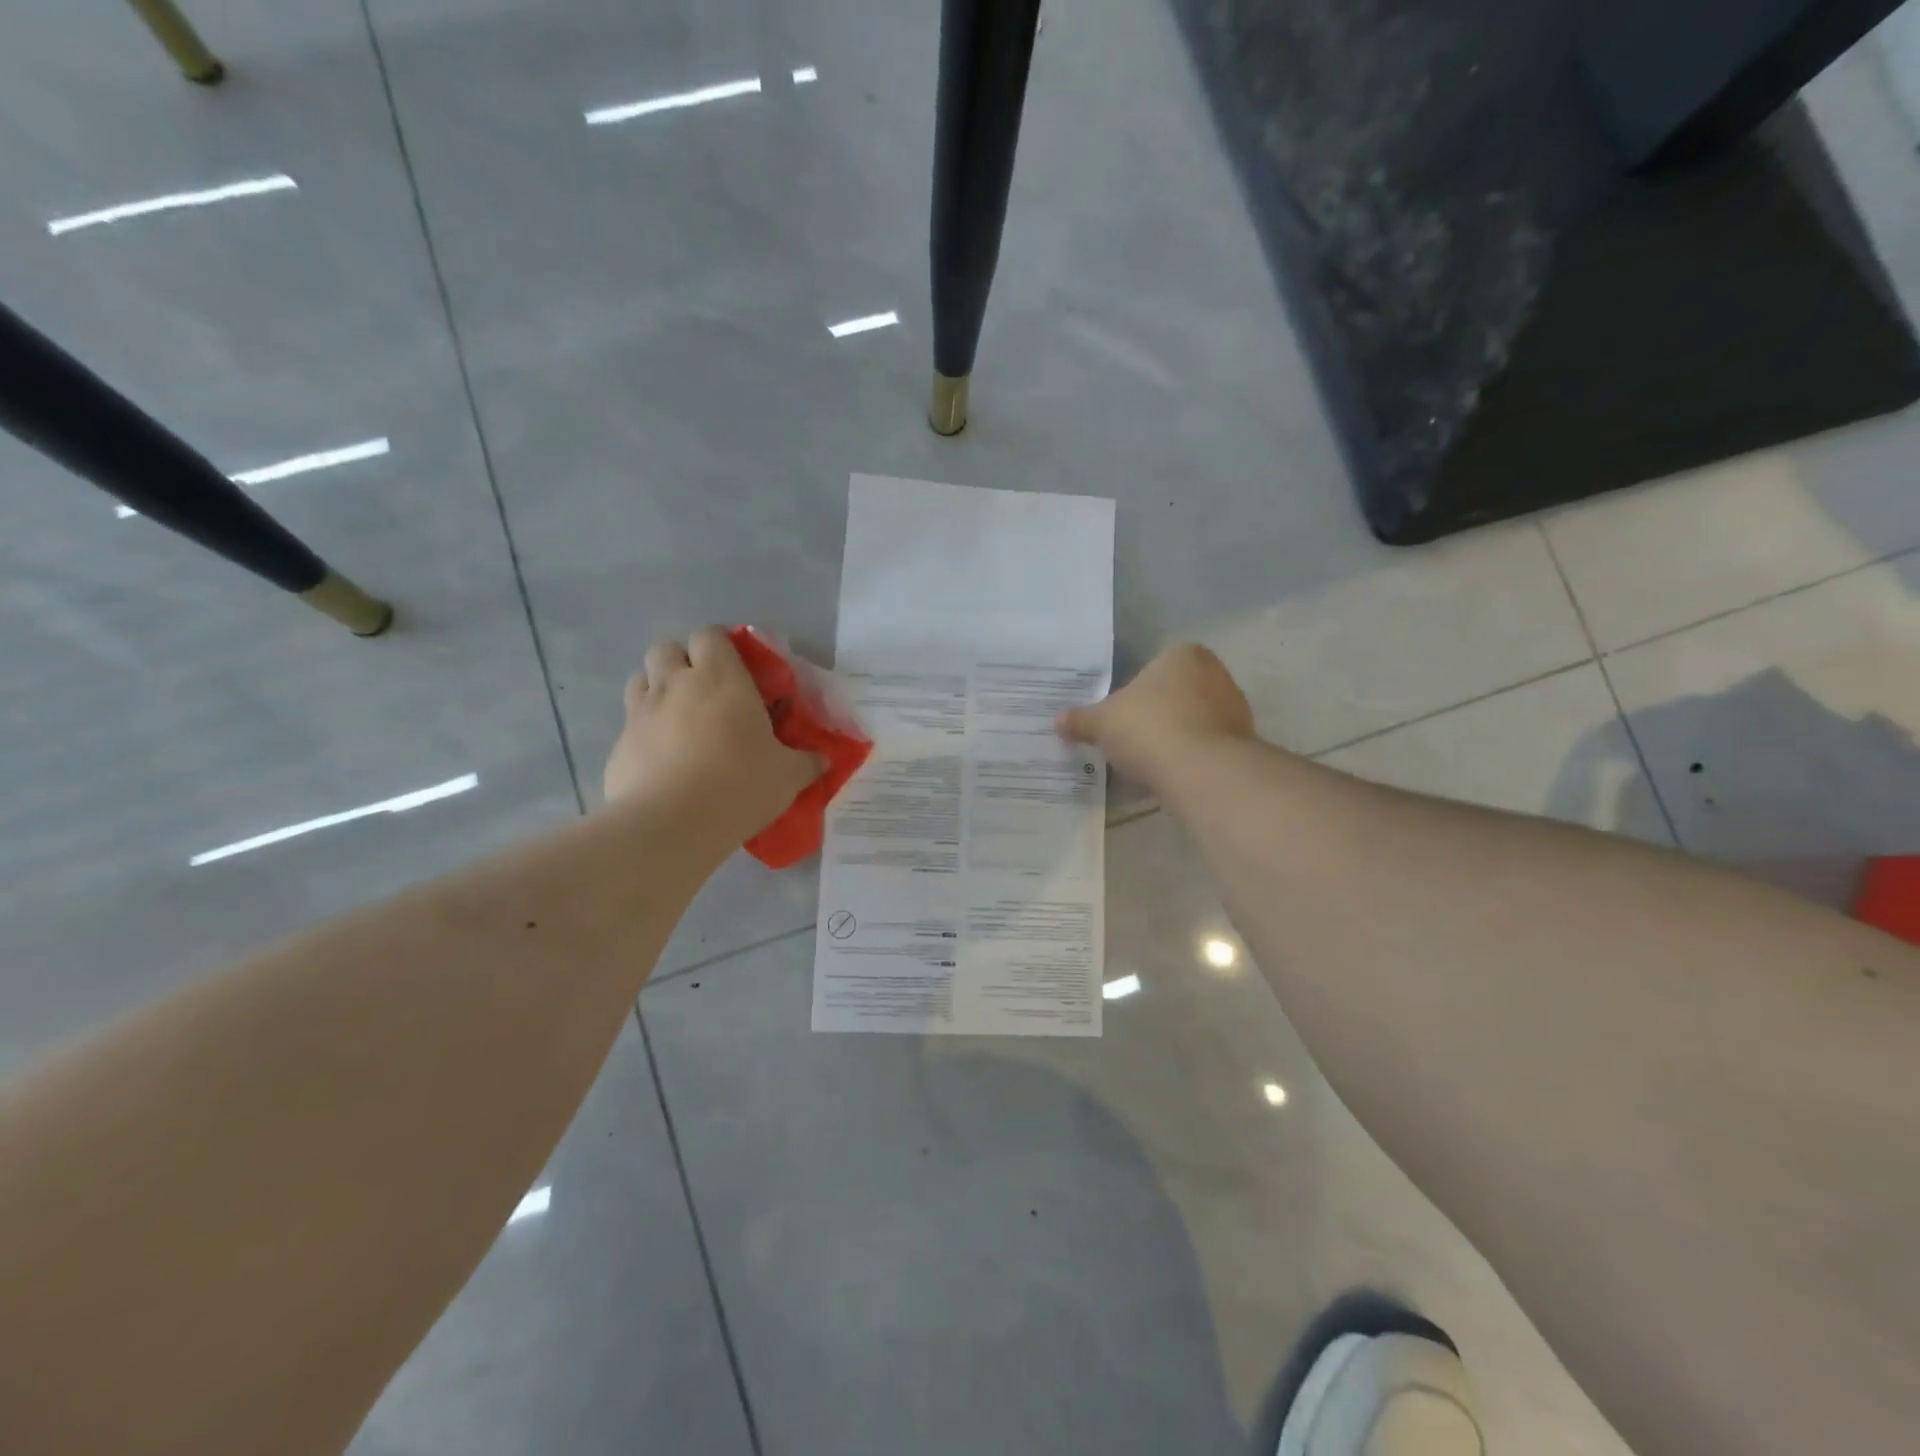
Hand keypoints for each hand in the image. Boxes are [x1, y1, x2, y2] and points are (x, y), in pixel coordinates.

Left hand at [604, 627, 825, 840]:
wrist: (670, 825)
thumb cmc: (739, 786)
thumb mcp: (787, 776)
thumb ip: (806, 762)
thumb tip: (822, 760)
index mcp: (720, 678)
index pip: (710, 635)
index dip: (720, 646)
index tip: (737, 668)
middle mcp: (675, 684)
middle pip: (666, 649)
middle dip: (682, 662)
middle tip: (704, 690)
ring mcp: (640, 713)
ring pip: (640, 680)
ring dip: (658, 689)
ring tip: (678, 718)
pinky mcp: (619, 745)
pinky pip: (630, 724)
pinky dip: (644, 732)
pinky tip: (662, 760)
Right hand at [1057, 643, 1253, 789]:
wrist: (1200, 771)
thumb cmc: (1148, 729)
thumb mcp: (1101, 723)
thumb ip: (1081, 719)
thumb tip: (1058, 721)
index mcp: (1182, 654)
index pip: (1156, 664)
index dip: (1136, 688)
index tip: (1121, 712)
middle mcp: (1215, 673)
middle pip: (1177, 691)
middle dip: (1158, 711)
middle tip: (1131, 735)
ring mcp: (1234, 708)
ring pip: (1194, 718)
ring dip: (1175, 735)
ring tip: (1149, 759)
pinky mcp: (1243, 742)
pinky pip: (1206, 745)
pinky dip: (1190, 756)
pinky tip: (1170, 773)